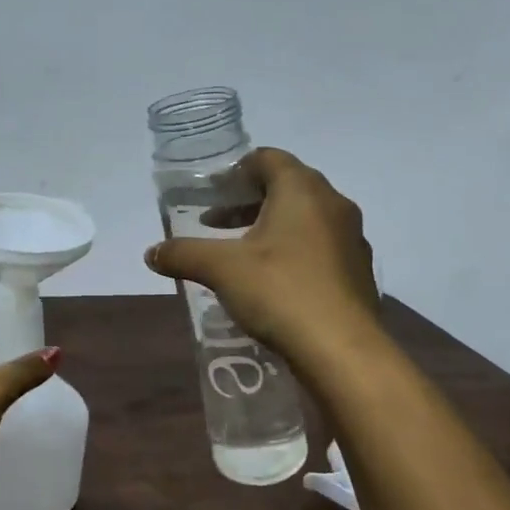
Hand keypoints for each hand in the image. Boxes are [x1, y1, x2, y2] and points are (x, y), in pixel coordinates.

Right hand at [145, 148, 378, 356]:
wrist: (342, 351)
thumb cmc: (281, 292)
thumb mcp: (221, 269)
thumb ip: (183, 254)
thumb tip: (151, 253)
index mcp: (303, 190)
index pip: (268, 158)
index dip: (236, 170)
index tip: (211, 193)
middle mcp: (333, 204)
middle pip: (287, 186)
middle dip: (248, 201)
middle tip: (216, 222)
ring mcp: (351, 238)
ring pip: (306, 218)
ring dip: (271, 226)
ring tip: (240, 253)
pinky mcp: (358, 271)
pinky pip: (320, 245)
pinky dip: (292, 250)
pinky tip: (271, 280)